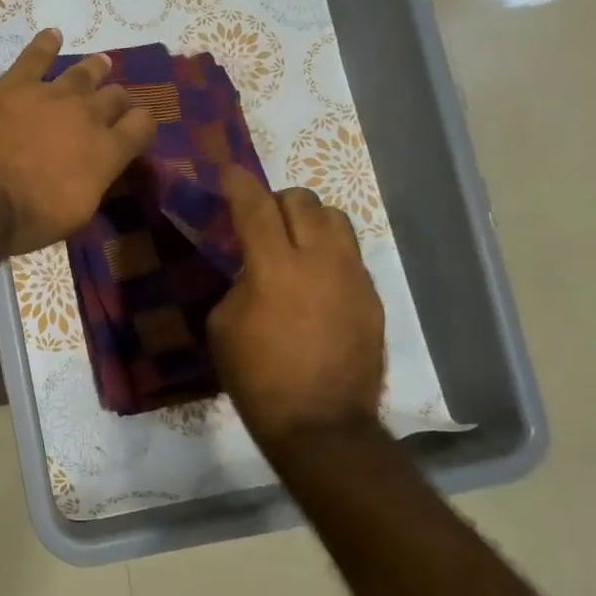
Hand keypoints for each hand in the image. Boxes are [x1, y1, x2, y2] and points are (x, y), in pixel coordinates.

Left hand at [0, 29, 156, 255]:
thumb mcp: (75, 214)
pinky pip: (35, 56)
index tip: (135, 130)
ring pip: (82, 73)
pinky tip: (52, 34)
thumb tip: (98, 171)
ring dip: (94, 69)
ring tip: (102, 63)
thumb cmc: (28, 218)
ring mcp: (51, 94)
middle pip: (114, 97)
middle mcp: (87, 115)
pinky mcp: (14, 85)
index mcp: (107, 151)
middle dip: (116, 101)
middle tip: (111, 104)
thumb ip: (94, 183)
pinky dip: (45, 44)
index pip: (143, 126)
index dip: (141, 126)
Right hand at [208, 166, 386, 453]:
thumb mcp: (224, 325)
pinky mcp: (372, 298)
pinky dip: (328, 255)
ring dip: (309, 221)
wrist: (320, 423)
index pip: (255, 206)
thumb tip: (254, 269)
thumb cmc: (257, 376)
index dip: (239, 183)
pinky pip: (349, 256)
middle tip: (260, 220)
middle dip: (276, 201)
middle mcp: (319, 260)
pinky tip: (315, 283)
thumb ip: (240, 283)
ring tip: (294, 245)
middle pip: (303, 201)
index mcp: (274, 267)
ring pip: (336, 220)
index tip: (228, 173)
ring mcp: (352, 277)